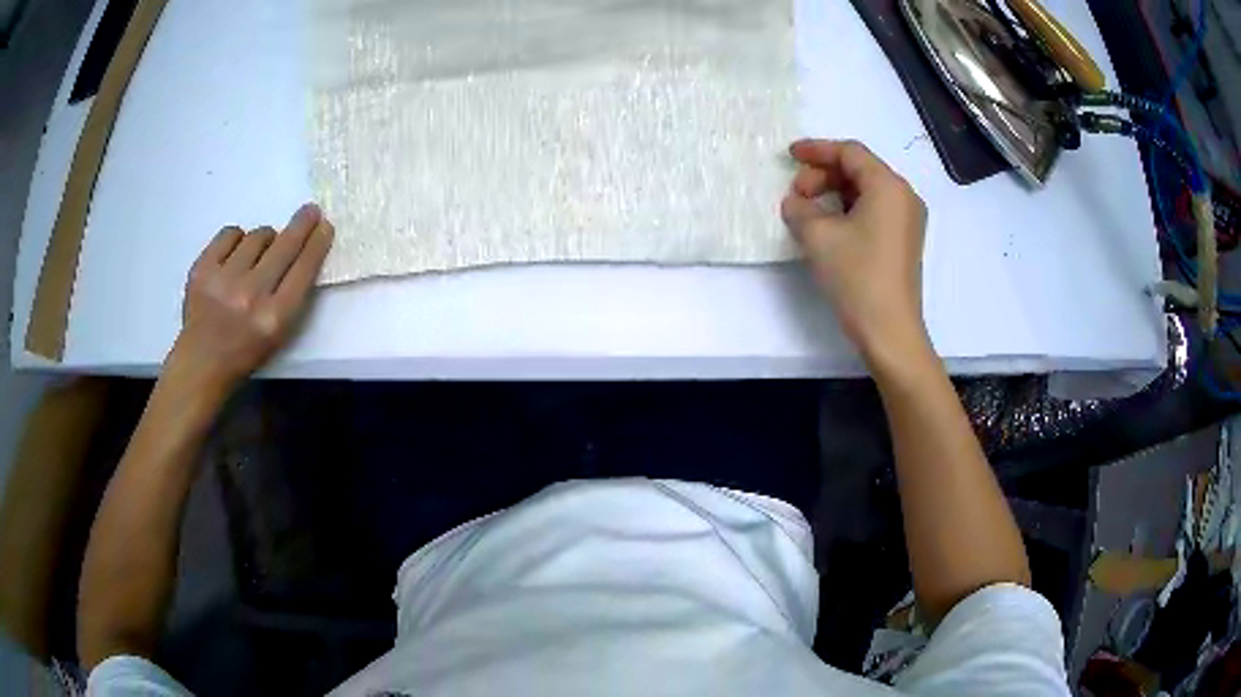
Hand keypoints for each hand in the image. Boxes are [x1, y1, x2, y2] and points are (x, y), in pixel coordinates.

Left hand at [167, 203, 333, 391]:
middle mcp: (251, 296)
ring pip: (258, 236)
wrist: (201, 362)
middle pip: (284, 246)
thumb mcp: (279, 334)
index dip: (317, 244)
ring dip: (264, 240)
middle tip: (309, 211)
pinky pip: (229, 234)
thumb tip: (304, 250)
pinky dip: (237, 239)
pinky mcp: (202, 269)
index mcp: (275, 318)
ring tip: (259, 254)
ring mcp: (224, 280)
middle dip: (301, 225)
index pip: (303, 269)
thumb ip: (292, 296)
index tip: (324, 226)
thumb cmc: (245, 351)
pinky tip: (236, 252)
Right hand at [781, 139, 928, 361]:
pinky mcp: (904, 241)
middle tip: (797, 195)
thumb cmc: (857, 276)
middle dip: (823, 176)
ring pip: (866, 191)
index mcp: (888, 186)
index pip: (850, 152)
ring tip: (808, 212)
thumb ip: (800, 208)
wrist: (889, 330)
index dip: (817, 150)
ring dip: (834, 193)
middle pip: (859, 169)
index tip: (789, 156)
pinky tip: (829, 226)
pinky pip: (875, 211)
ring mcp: (908, 220)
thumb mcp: (818, 236)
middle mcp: (904, 196)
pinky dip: (849, 210)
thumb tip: (796, 203)